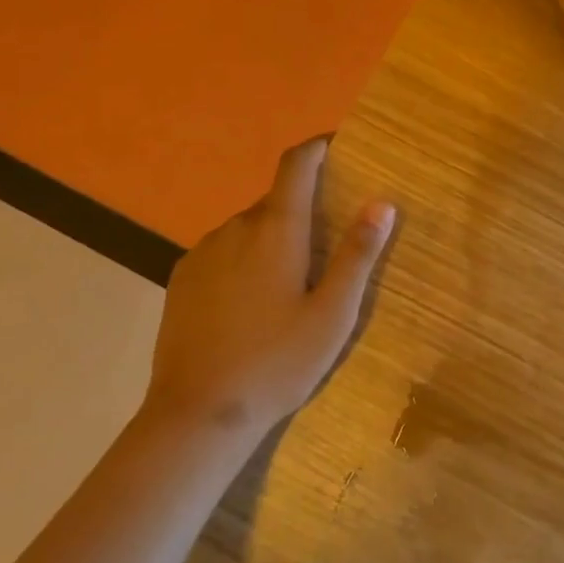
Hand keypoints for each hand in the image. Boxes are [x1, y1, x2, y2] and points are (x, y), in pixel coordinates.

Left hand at [142, 138, 395, 434]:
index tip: (337, 147)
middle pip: (276, 200)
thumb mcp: (333, 314)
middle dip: (303, 210)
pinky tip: (251, 305)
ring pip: (249, 228)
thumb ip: (358, 255)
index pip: (296, 164)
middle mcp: (236, 228)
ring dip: (273, 238)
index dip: (317, 148)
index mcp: (276, 229)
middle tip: (327, 248)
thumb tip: (382, 203)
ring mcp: (203, 252)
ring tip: (290, 286)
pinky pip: (224, 251)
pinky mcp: (182, 278)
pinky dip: (245, 259)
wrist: (196, 415)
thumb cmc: (277, 362)